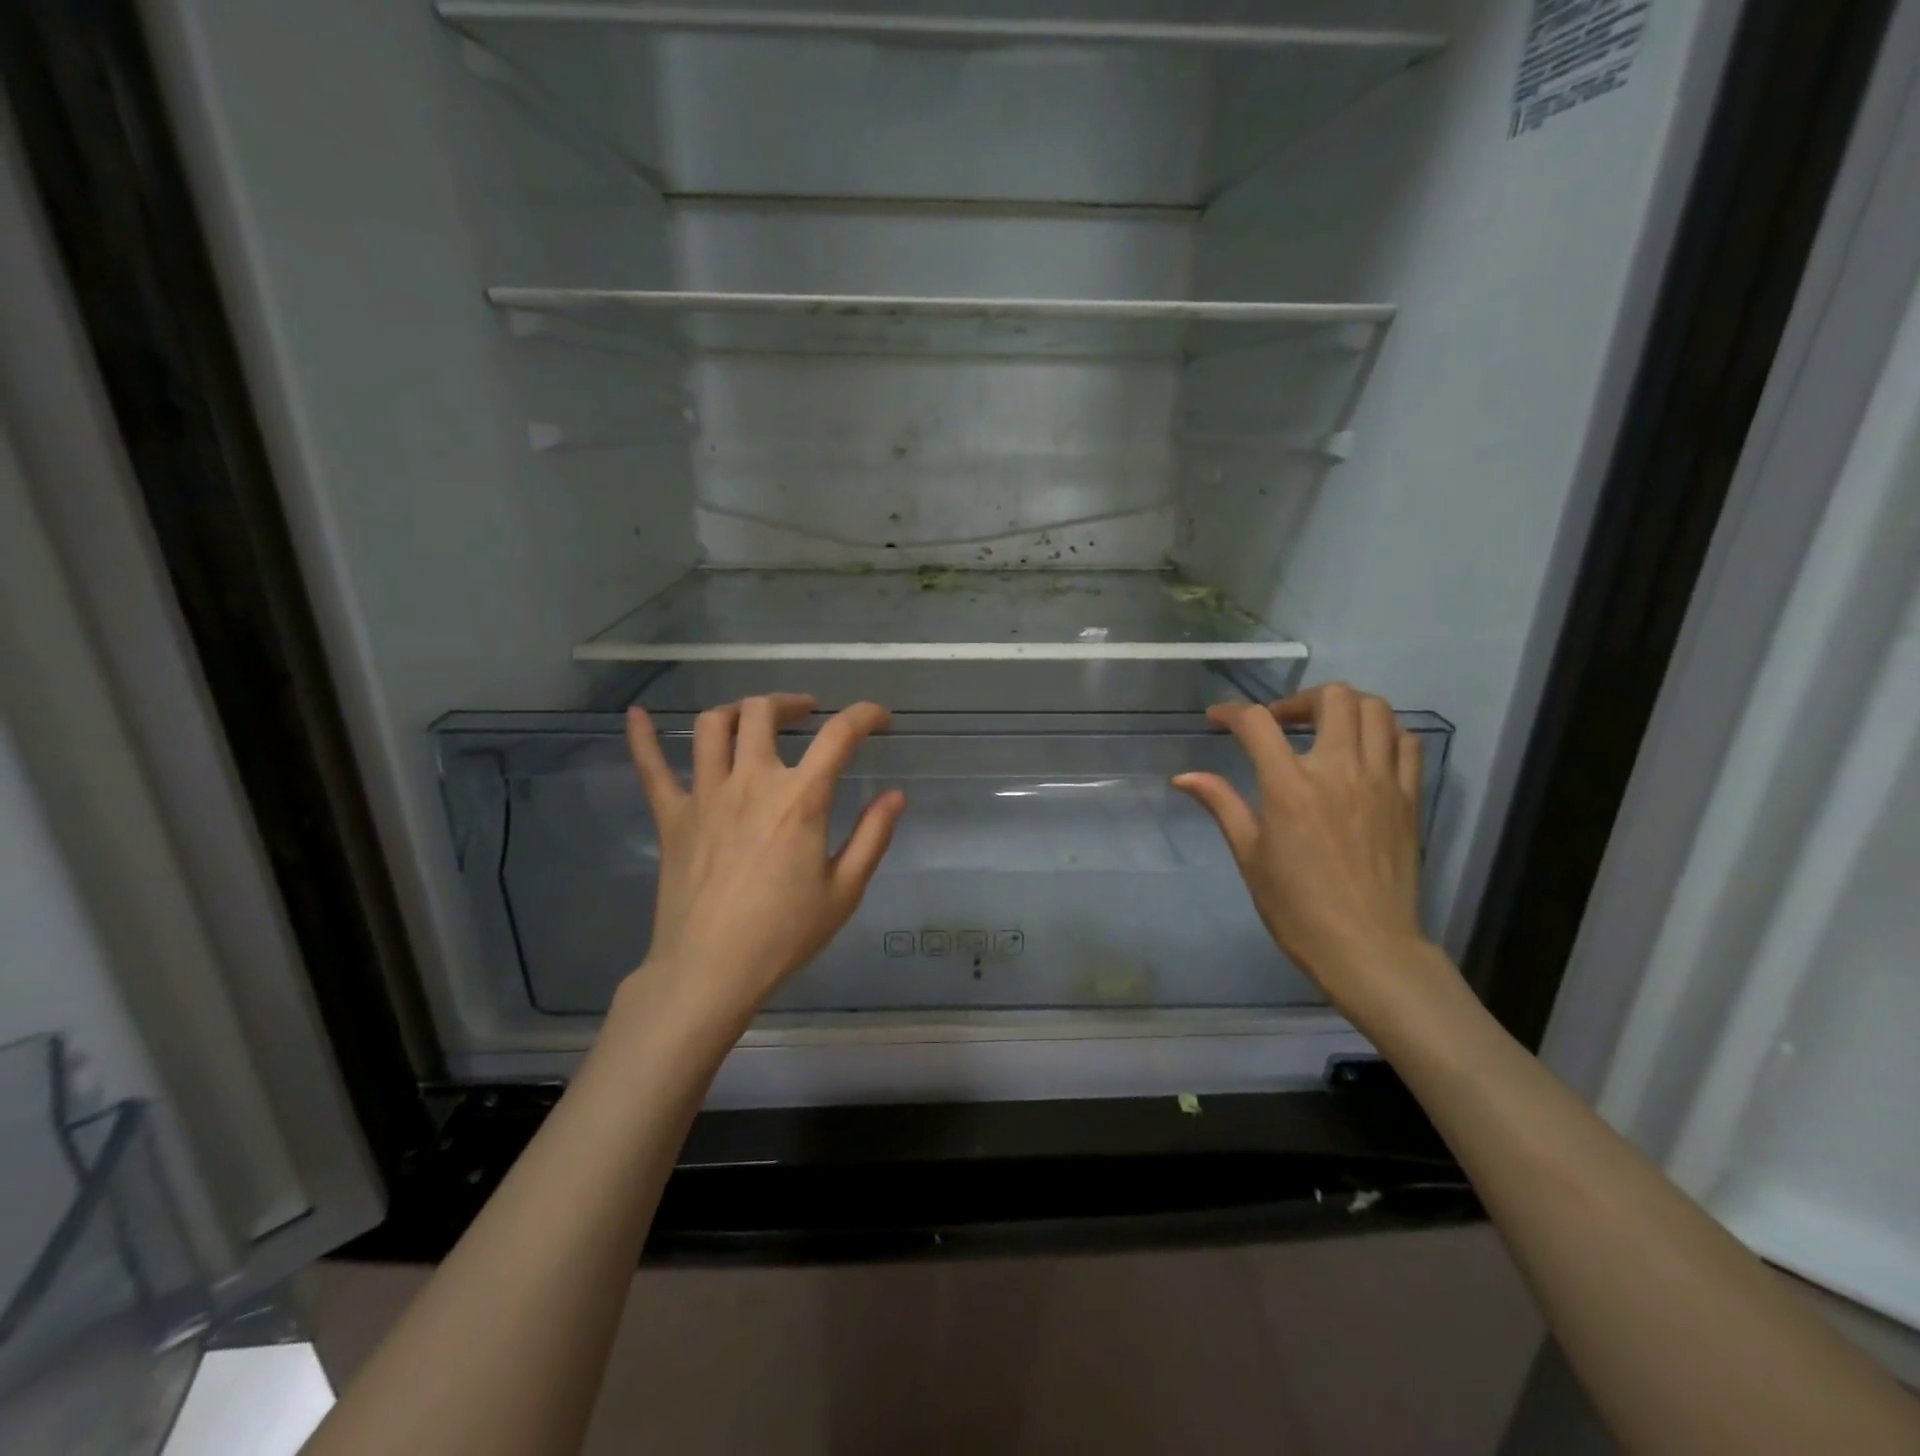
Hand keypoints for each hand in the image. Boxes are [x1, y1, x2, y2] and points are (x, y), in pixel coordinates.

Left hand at [619, 694, 905, 1042]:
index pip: (839, 735)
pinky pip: (652, 768)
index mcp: (800, 799)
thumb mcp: (845, 890)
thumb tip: (895, 796)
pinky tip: (638, 715)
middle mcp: (752, 782)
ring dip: (737, 712)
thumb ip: (872, 836)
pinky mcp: (672, 817)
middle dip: (791, 703)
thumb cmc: (783, 934)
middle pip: (763, 713)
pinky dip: (643, 738)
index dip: (865, 715)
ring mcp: (705, 795)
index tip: (880, 719)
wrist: (710, 971)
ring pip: (713, 726)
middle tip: (807, 715)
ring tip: (753, 720)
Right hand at [1172, 684, 1444, 1015]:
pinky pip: (1406, 743)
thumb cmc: (1297, 907)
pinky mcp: (1410, 797)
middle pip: (1331, 697)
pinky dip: (1383, 733)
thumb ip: (1222, 804)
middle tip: (1280, 723)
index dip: (1232, 712)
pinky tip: (1363, 752)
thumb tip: (1184, 777)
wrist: (1368, 947)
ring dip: (1343, 707)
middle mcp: (1339, 771)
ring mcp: (1382, 781)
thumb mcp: (1250, 855)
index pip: (1258, 723)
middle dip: (1298, 700)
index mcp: (1290, 787)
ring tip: (1323, 730)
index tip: (1217, 719)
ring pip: (1375, 710)